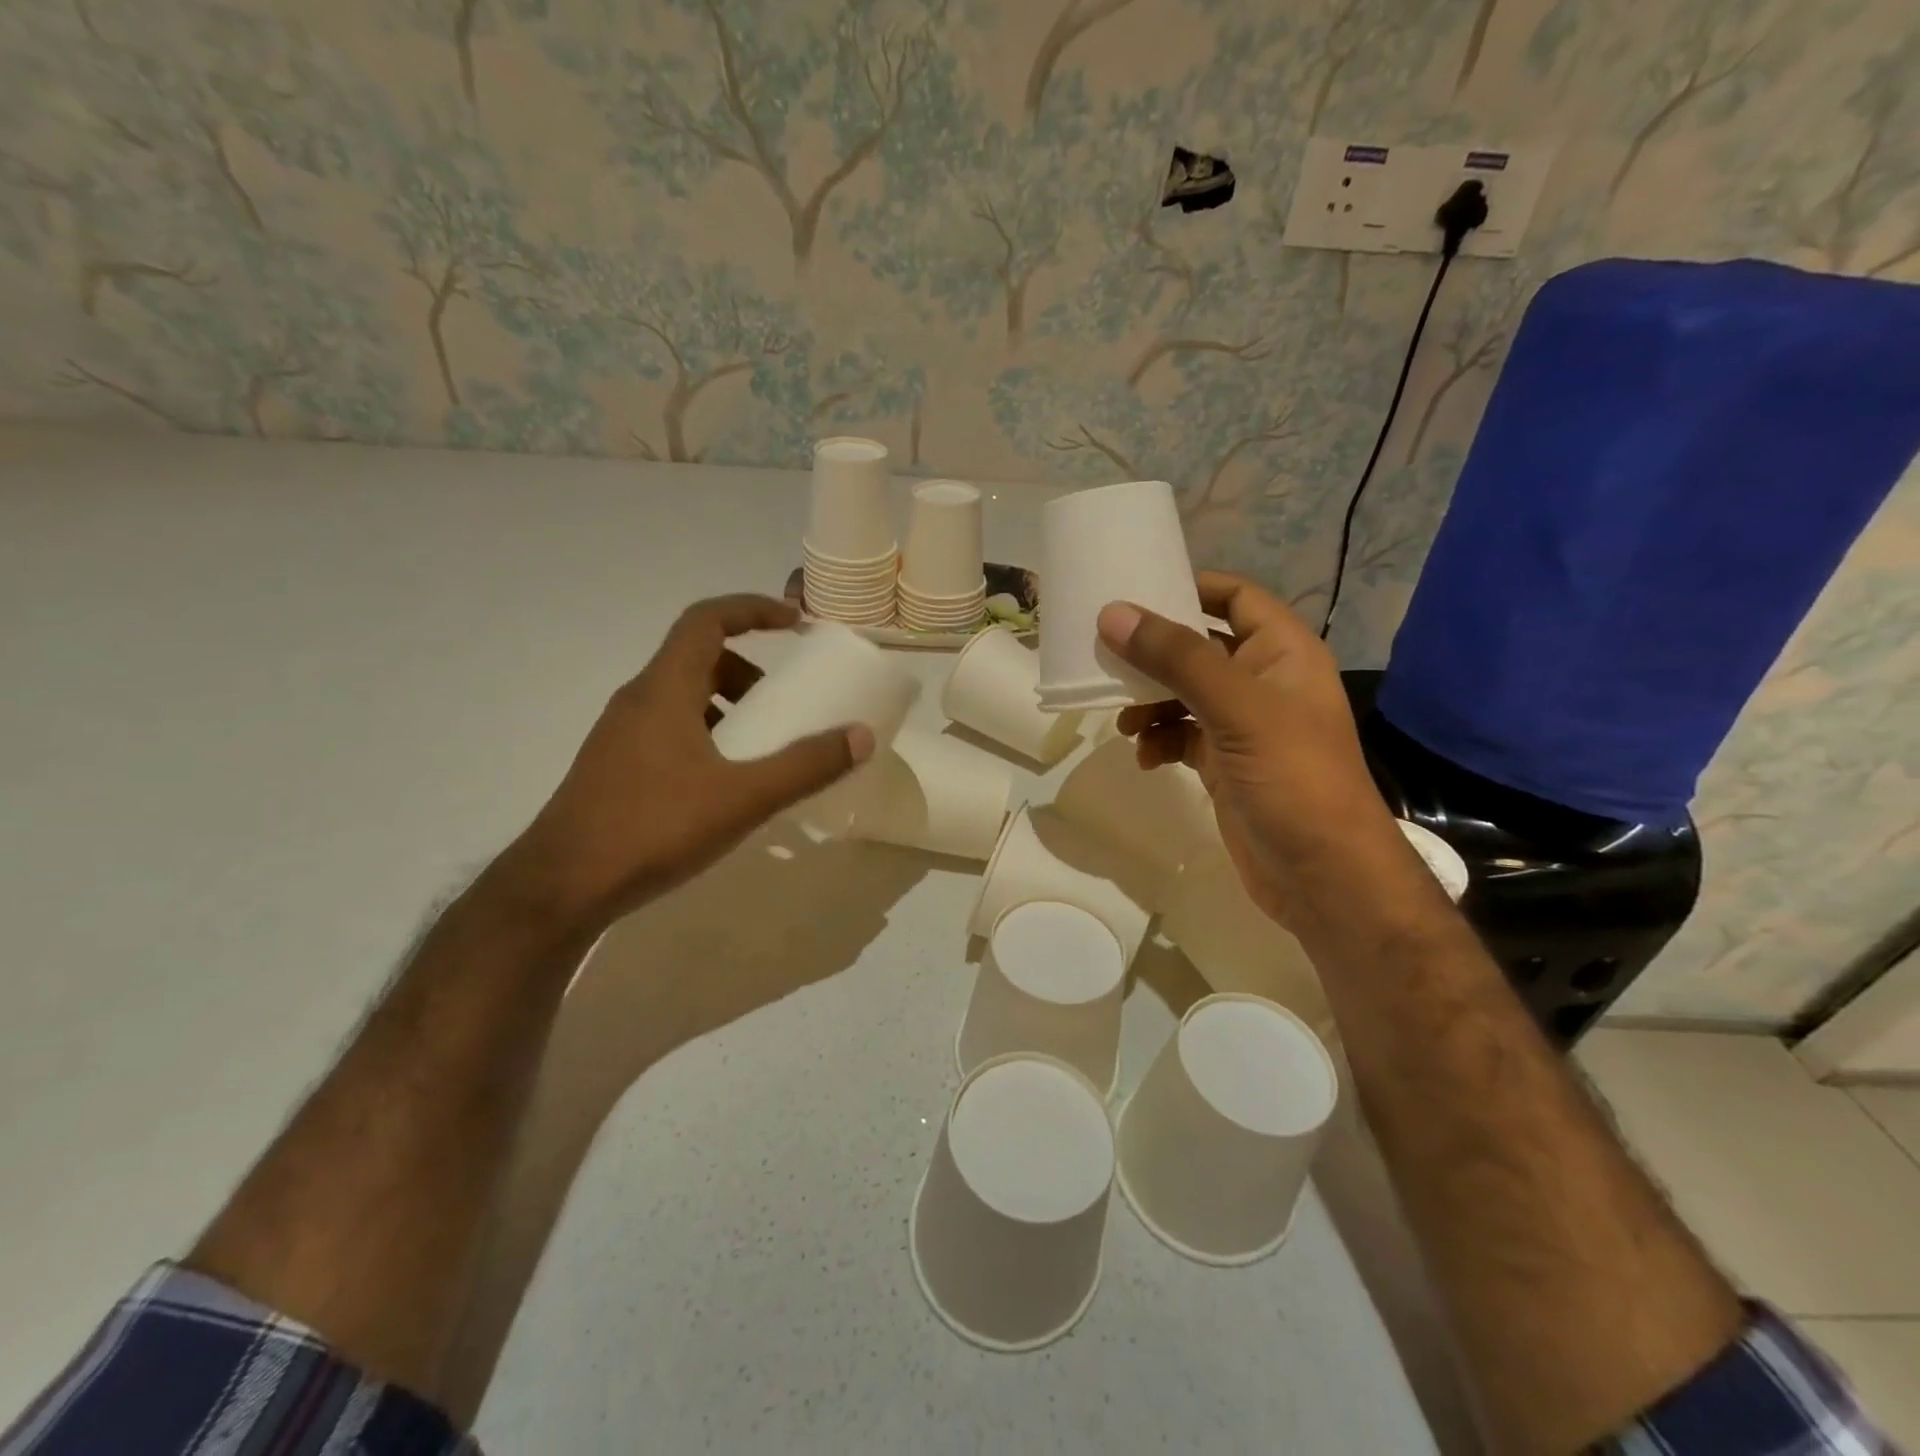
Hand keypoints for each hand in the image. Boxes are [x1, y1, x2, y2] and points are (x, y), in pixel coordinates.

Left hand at [502, 595, 872, 930]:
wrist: (561, 888)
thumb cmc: (653, 828)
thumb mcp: (742, 798)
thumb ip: (805, 766)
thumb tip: (861, 735)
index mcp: (664, 689)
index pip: (707, 619)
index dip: (752, 609)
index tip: (794, 623)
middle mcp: (638, 700)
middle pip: (698, 658)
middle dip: (748, 670)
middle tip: (784, 702)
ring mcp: (622, 735)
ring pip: (682, 697)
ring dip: (727, 706)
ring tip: (761, 748)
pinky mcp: (615, 767)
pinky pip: (670, 729)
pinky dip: (707, 735)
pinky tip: (725, 785)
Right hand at [1098, 572, 1424, 932]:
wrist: (1323, 876)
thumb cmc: (1293, 778)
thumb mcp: (1237, 709)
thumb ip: (1177, 659)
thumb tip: (1113, 613)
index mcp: (1283, 653)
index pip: (1237, 597)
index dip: (1192, 587)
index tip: (1136, 592)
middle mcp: (1265, 681)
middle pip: (1201, 646)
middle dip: (1155, 653)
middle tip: (1107, 657)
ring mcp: (1244, 726)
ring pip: (1185, 694)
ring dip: (1151, 702)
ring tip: (1125, 722)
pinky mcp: (1225, 764)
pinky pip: (1182, 736)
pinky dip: (1160, 741)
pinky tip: (1146, 758)